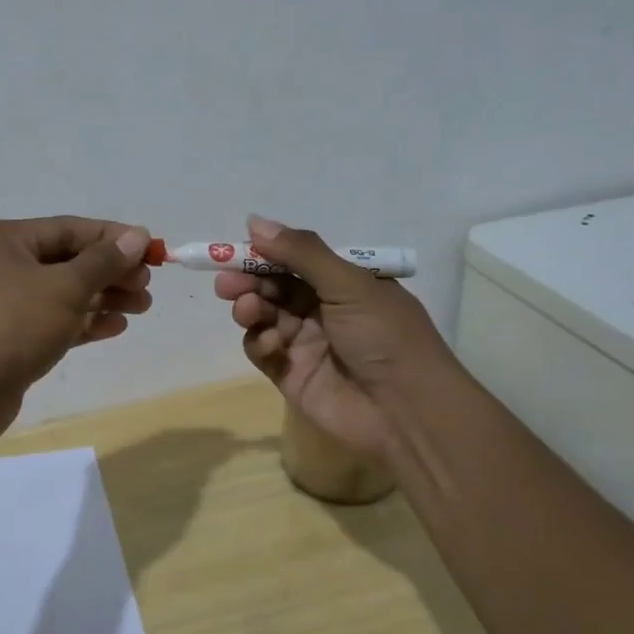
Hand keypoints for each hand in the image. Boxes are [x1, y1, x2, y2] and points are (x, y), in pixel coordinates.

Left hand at [0, 217, 153, 439]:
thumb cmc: (13, 324)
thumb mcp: (65, 286)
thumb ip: (104, 261)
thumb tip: (138, 235)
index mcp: (6, 240)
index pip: (70, 228)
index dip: (113, 238)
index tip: (151, 250)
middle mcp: (2, 265)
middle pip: (68, 260)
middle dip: (111, 272)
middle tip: (147, 285)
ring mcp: (5, 304)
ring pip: (64, 292)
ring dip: (104, 298)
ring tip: (142, 307)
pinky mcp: (12, 338)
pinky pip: (55, 321)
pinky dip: (85, 322)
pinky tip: (117, 327)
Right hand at [213, 215, 452, 458]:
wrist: (406, 412)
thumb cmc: (386, 337)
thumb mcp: (349, 284)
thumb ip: (301, 253)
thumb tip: (254, 221)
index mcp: (346, 283)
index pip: (296, 260)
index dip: (265, 253)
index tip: (234, 250)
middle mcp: (324, 309)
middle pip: (274, 287)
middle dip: (249, 281)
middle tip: (226, 283)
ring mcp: (306, 342)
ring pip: (265, 316)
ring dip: (251, 308)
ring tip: (247, 309)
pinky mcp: (291, 374)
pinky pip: (264, 350)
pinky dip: (261, 342)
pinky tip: (272, 343)